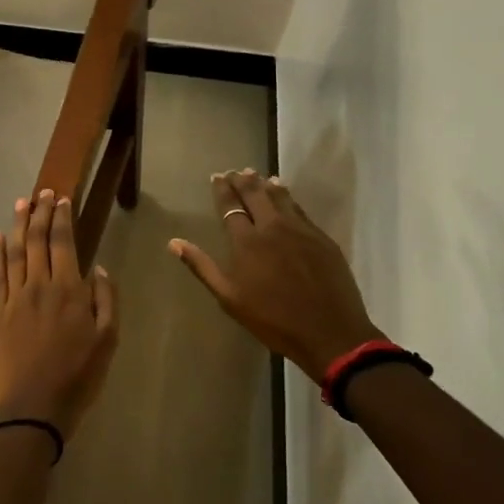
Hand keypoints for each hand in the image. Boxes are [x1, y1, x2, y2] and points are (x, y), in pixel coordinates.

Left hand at [0, 190, 118, 439]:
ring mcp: (15, 298)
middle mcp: (39, 286)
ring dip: (19, 225)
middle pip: (37, 240)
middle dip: (40, 213)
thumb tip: (98, 267)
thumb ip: (106, 299)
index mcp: (69, 290)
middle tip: (42, 192)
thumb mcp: (108, 339)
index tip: (61, 199)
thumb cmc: (79, 375)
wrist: (35, 407)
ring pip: (15, 252)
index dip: (62, 218)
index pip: (63, 243)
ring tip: (21, 204)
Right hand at [170, 169, 379, 381]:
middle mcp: (272, 227)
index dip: (223, 190)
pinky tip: (284, 194)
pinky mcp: (321, 237)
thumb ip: (202, 266)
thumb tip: (174, 243)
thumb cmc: (272, 319)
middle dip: (242, 181)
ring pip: (280, 197)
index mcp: (246, 242)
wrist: (329, 332)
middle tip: (234, 171)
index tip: (217, 177)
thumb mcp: (229, 298)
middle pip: (255, 194)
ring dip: (265, 184)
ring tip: (257, 175)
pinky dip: (288, 197)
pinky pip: (299, 209)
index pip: (231, 206)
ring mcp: (300, 229)